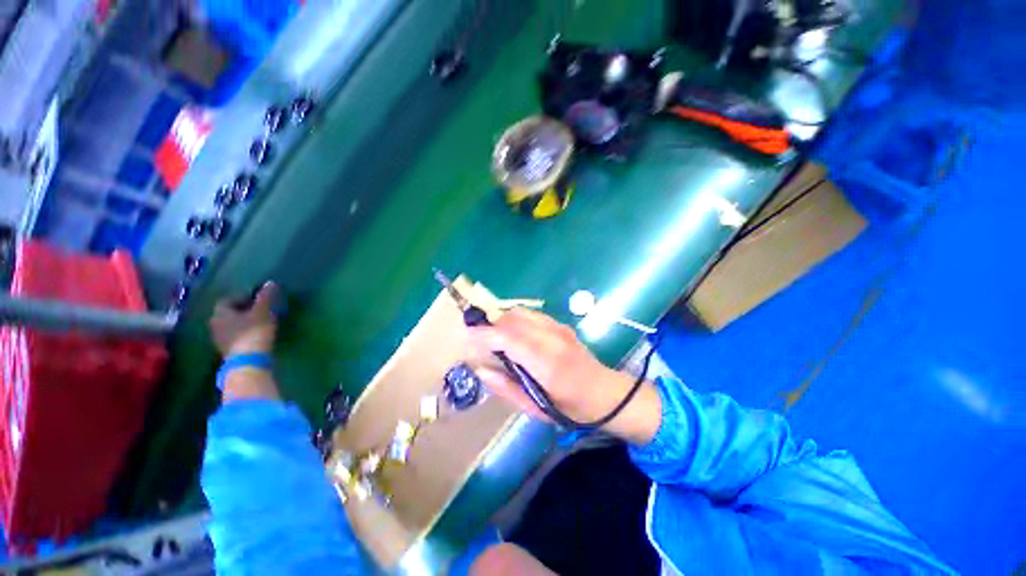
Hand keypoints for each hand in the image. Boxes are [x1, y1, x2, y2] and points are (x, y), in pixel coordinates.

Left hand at [210, 282, 280, 355]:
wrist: (249, 362)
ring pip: (231, 325)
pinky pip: (235, 335)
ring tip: (260, 321)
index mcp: (220, 312)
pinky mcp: (228, 350)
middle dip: (243, 309)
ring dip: (244, 321)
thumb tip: (270, 283)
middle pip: (229, 312)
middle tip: (260, 308)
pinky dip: (245, 332)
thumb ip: (266, 297)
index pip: (228, 299)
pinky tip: (257, 333)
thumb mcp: (263, 312)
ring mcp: (220, 339)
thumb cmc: (254, 332)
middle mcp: (215, 324)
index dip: (242, 296)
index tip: (258, 297)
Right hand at [468, 308, 639, 424]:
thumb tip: (481, 369)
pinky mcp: (561, 324)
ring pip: (521, 312)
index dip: (485, 334)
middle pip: (513, 318)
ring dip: (503, 321)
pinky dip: (516, 320)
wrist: (605, 394)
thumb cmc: (570, 408)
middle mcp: (552, 338)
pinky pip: (531, 315)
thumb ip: (505, 387)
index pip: (509, 338)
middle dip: (491, 325)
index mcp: (546, 363)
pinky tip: (515, 336)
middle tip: (481, 341)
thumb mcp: (534, 408)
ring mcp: (558, 328)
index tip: (467, 336)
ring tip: (496, 339)